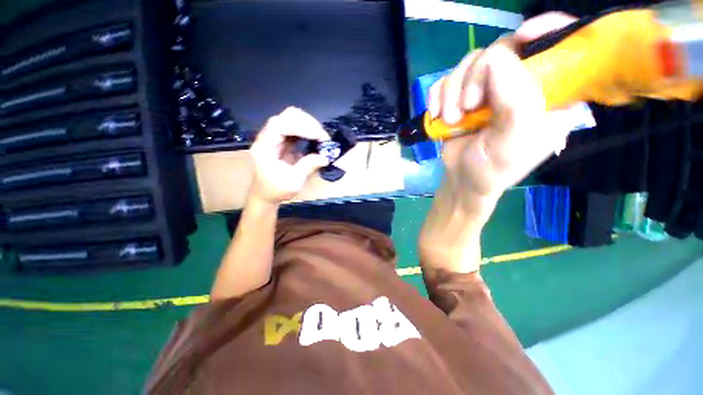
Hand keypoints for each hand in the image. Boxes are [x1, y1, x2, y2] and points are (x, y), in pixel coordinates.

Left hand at [248, 107, 330, 204]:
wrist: (266, 194)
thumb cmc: (276, 190)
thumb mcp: (293, 181)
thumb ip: (307, 166)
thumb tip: (325, 157)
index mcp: (265, 146)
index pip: (280, 125)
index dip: (300, 127)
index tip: (318, 136)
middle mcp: (269, 137)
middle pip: (287, 116)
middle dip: (308, 123)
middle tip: (322, 137)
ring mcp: (276, 137)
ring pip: (293, 119)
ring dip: (309, 125)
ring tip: (321, 138)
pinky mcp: (284, 140)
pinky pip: (297, 128)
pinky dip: (308, 131)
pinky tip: (316, 139)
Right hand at [428, 12, 576, 205]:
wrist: (463, 180)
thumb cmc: (493, 168)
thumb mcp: (513, 140)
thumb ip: (514, 99)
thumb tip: (495, 58)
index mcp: (549, 93)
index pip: (559, 45)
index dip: (545, 30)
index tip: (523, 36)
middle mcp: (519, 84)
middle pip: (501, 49)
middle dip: (475, 78)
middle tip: (467, 109)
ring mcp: (487, 89)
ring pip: (469, 63)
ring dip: (451, 93)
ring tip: (450, 119)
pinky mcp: (462, 96)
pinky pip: (447, 79)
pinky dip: (437, 95)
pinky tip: (436, 114)